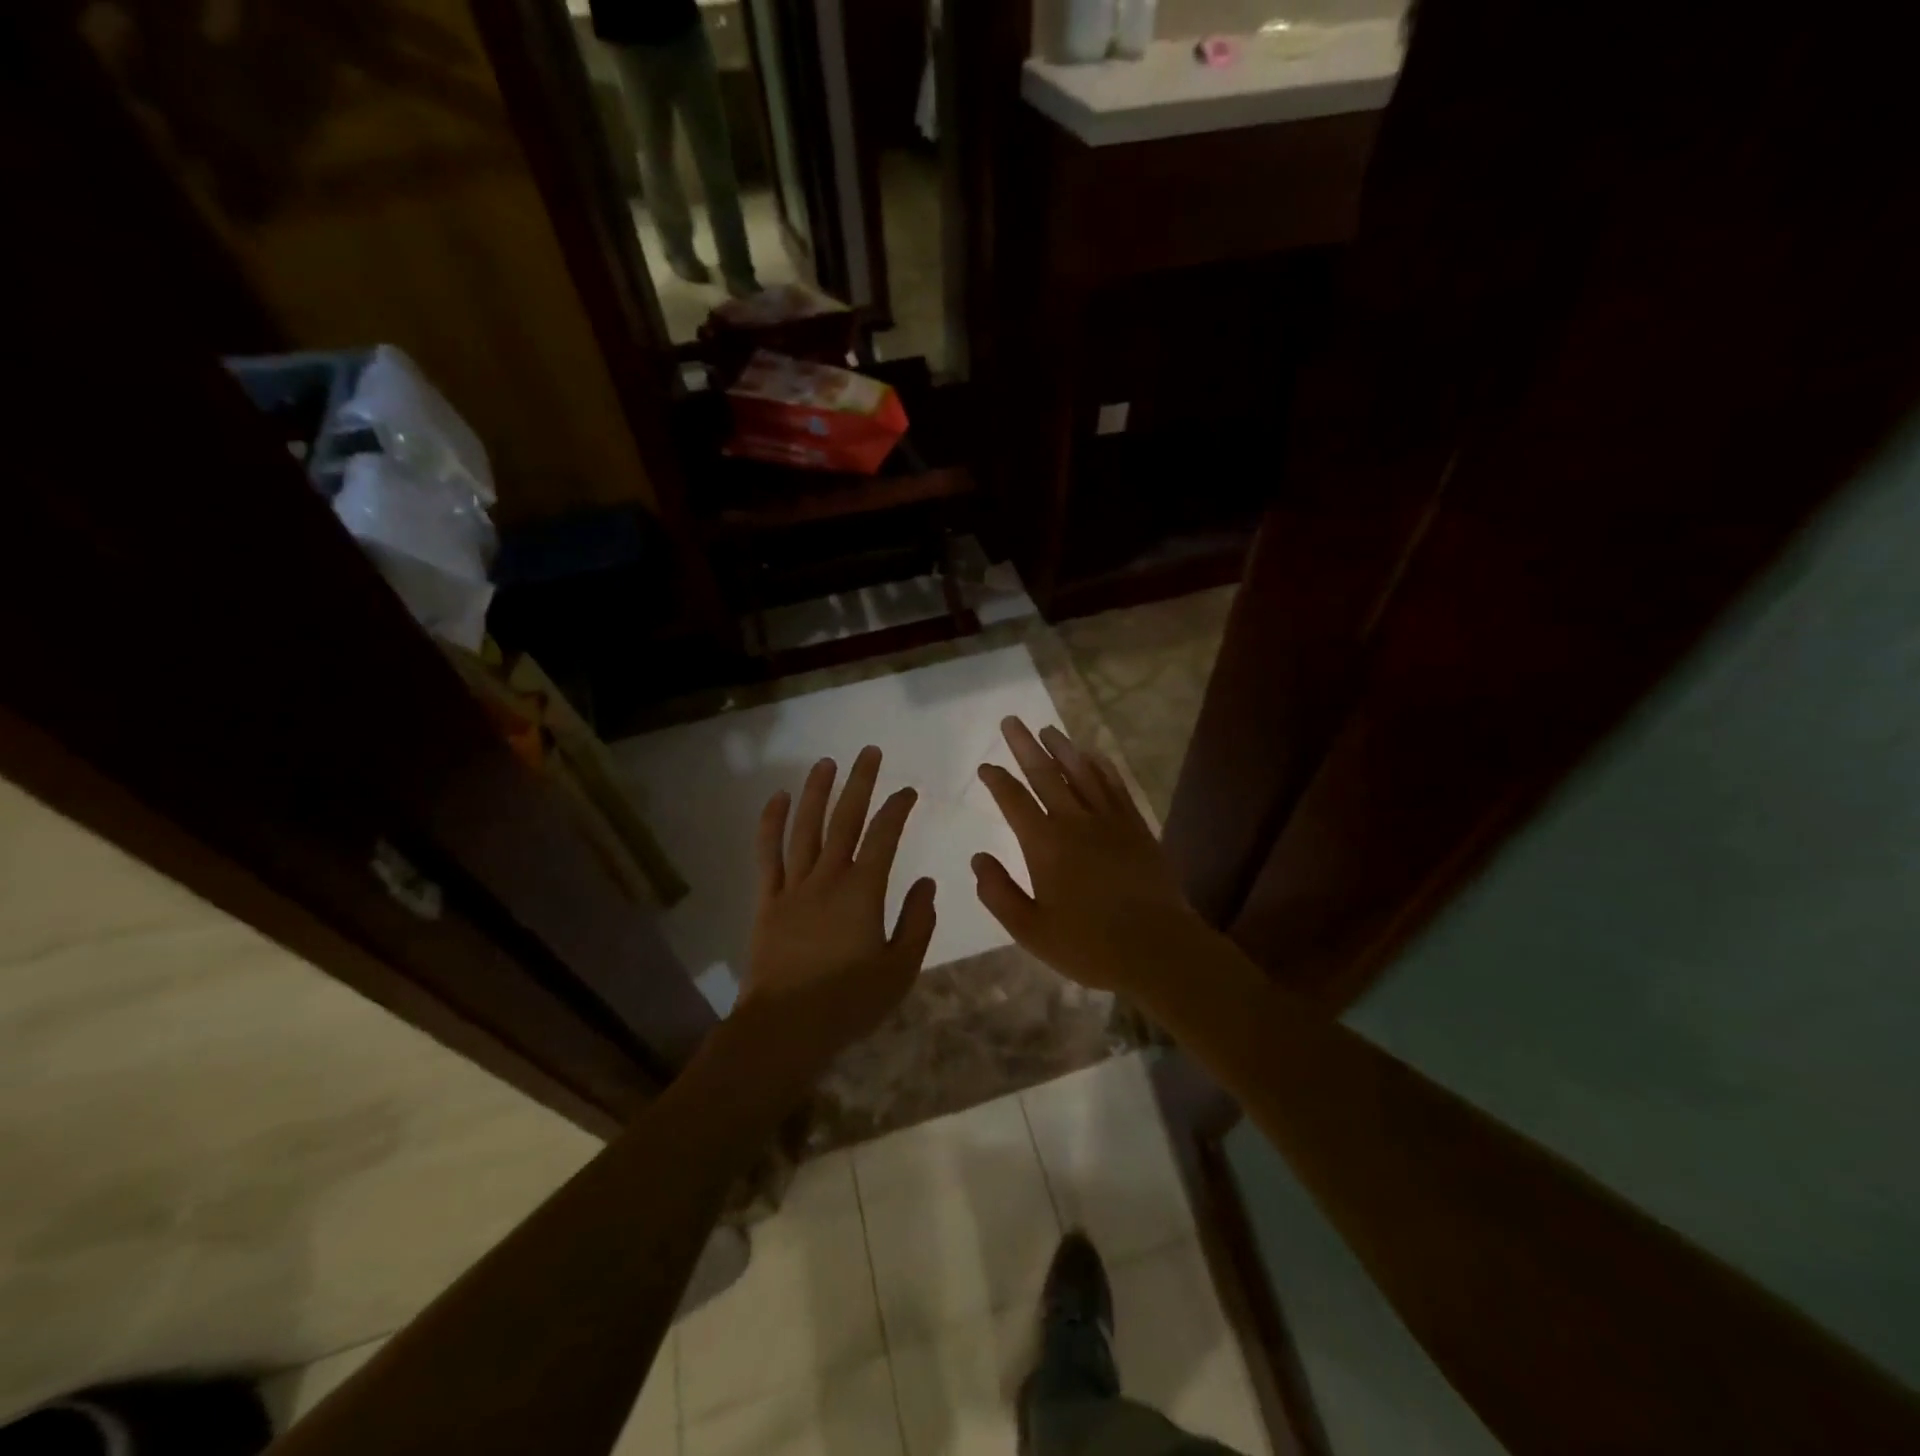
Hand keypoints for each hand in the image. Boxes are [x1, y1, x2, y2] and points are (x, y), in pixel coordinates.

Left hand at [741, 746, 936, 1072]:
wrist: (786, 1028)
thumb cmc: (849, 1002)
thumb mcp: (900, 969)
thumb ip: (917, 923)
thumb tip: (927, 884)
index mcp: (863, 891)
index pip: (885, 836)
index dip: (897, 809)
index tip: (908, 791)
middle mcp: (828, 877)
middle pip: (845, 820)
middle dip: (859, 783)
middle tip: (869, 752)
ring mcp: (794, 886)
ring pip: (805, 828)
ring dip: (817, 792)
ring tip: (826, 763)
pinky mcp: (768, 900)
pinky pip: (768, 854)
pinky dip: (772, 824)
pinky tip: (778, 799)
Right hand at [972, 717, 1209, 996]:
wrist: (1157, 949)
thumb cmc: (1088, 945)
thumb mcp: (1030, 930)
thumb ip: (999, 893)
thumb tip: (977, 859)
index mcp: (1045, 845)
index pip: (1014, 801)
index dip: (997, 780)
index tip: (985, 766)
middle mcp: (1075, 822)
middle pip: (1045, 775)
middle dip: (1025, 747)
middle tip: (1011, 721)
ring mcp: (1110, 821)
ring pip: (1082, 773)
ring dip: (1063, 748)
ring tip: (1048, 729)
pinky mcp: (1136, 827)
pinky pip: (1116, 786)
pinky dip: (1102, 767)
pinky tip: (1094, 756)